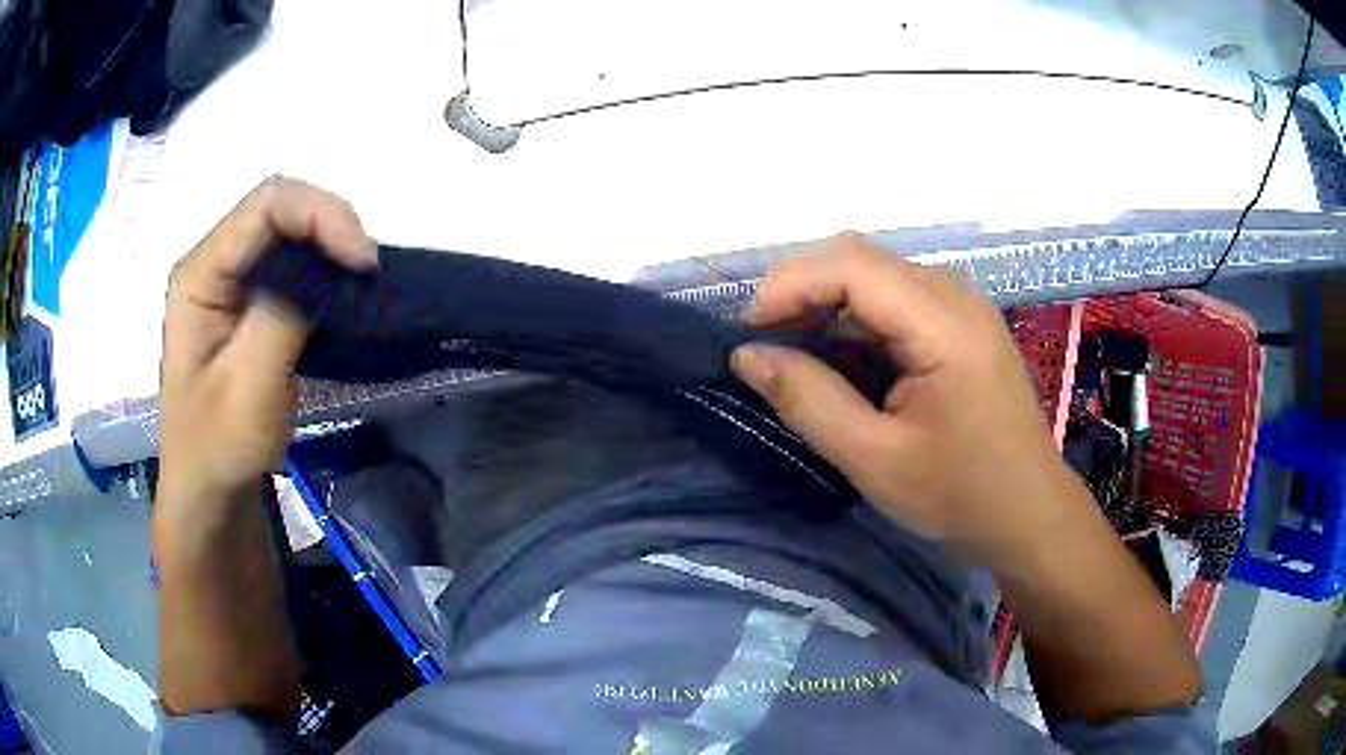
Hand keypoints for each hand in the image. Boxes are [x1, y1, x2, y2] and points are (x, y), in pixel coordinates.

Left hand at [158, 178, 375, 503]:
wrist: (209, 489)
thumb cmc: (219, 446)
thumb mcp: (249, 386)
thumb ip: (283, 313)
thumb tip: (327, 264)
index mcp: (199, 274)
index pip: (265, 206)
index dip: (320, 215)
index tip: (362, 262)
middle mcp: (212, 262)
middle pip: (278, 207)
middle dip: (329, 226)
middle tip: (366, 272)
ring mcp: (229, 280)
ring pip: (287, 230)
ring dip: (328, 245)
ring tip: (359, 282)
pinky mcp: (248, 300)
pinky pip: (290, 262)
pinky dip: (322, 268)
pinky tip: (339, 292)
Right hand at [732, 234, 1087, 563]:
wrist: (1029, 514)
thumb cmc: (961, 495)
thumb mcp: (875, 460)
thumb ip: (808, 401)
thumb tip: (746, 355)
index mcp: (945, 325)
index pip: (853, 266)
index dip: (789, 284)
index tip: (746, 330)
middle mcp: (956, 297)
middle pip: (863, 259)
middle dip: (802, 288)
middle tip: (764, 341)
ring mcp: (963, 307)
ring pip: (877, 274)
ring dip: (826, 301)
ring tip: (791, 348)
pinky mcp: (962, 325)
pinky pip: (896, 299)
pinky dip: (855, 317)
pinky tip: (838, 355)